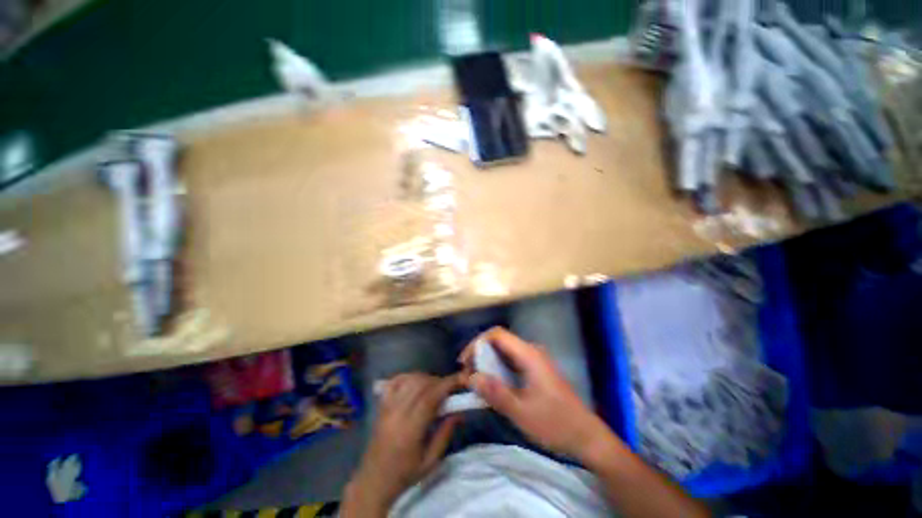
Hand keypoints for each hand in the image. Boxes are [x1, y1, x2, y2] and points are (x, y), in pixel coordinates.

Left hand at [343, 373, 462, 515]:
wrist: (374, 481)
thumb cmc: (404, 474)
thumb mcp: (430, 461)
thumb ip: (445, 434)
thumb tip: (459, 412)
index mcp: (410, 430)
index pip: (430, 397)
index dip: (446, 384)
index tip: (459, 379)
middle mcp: (397, 413)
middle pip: (420, 385)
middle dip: (438, 381)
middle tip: (449, 388)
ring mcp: (387, 407)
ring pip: (409, 380)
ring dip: (425, 378)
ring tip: (434, 387)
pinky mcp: (381, 406)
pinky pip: (394, 382)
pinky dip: (407, 377)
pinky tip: (415, 382)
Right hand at [460, 327, 617, 461]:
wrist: (586, 436)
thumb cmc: (555, 423)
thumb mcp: (522, 412)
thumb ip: (495, 393)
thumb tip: (471, 378)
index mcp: (529, 355)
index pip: (497, 334)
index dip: (477, 342)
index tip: (465, 362)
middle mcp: (531, 351)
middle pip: (499, 341)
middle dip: (480, 353)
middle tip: (468, 374)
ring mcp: (534, 360)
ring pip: (504, 351)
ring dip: (488, 362)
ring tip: (475, 380)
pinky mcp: (535, 370)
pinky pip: (511, 362)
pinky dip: (497, 369)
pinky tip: (492, 384)